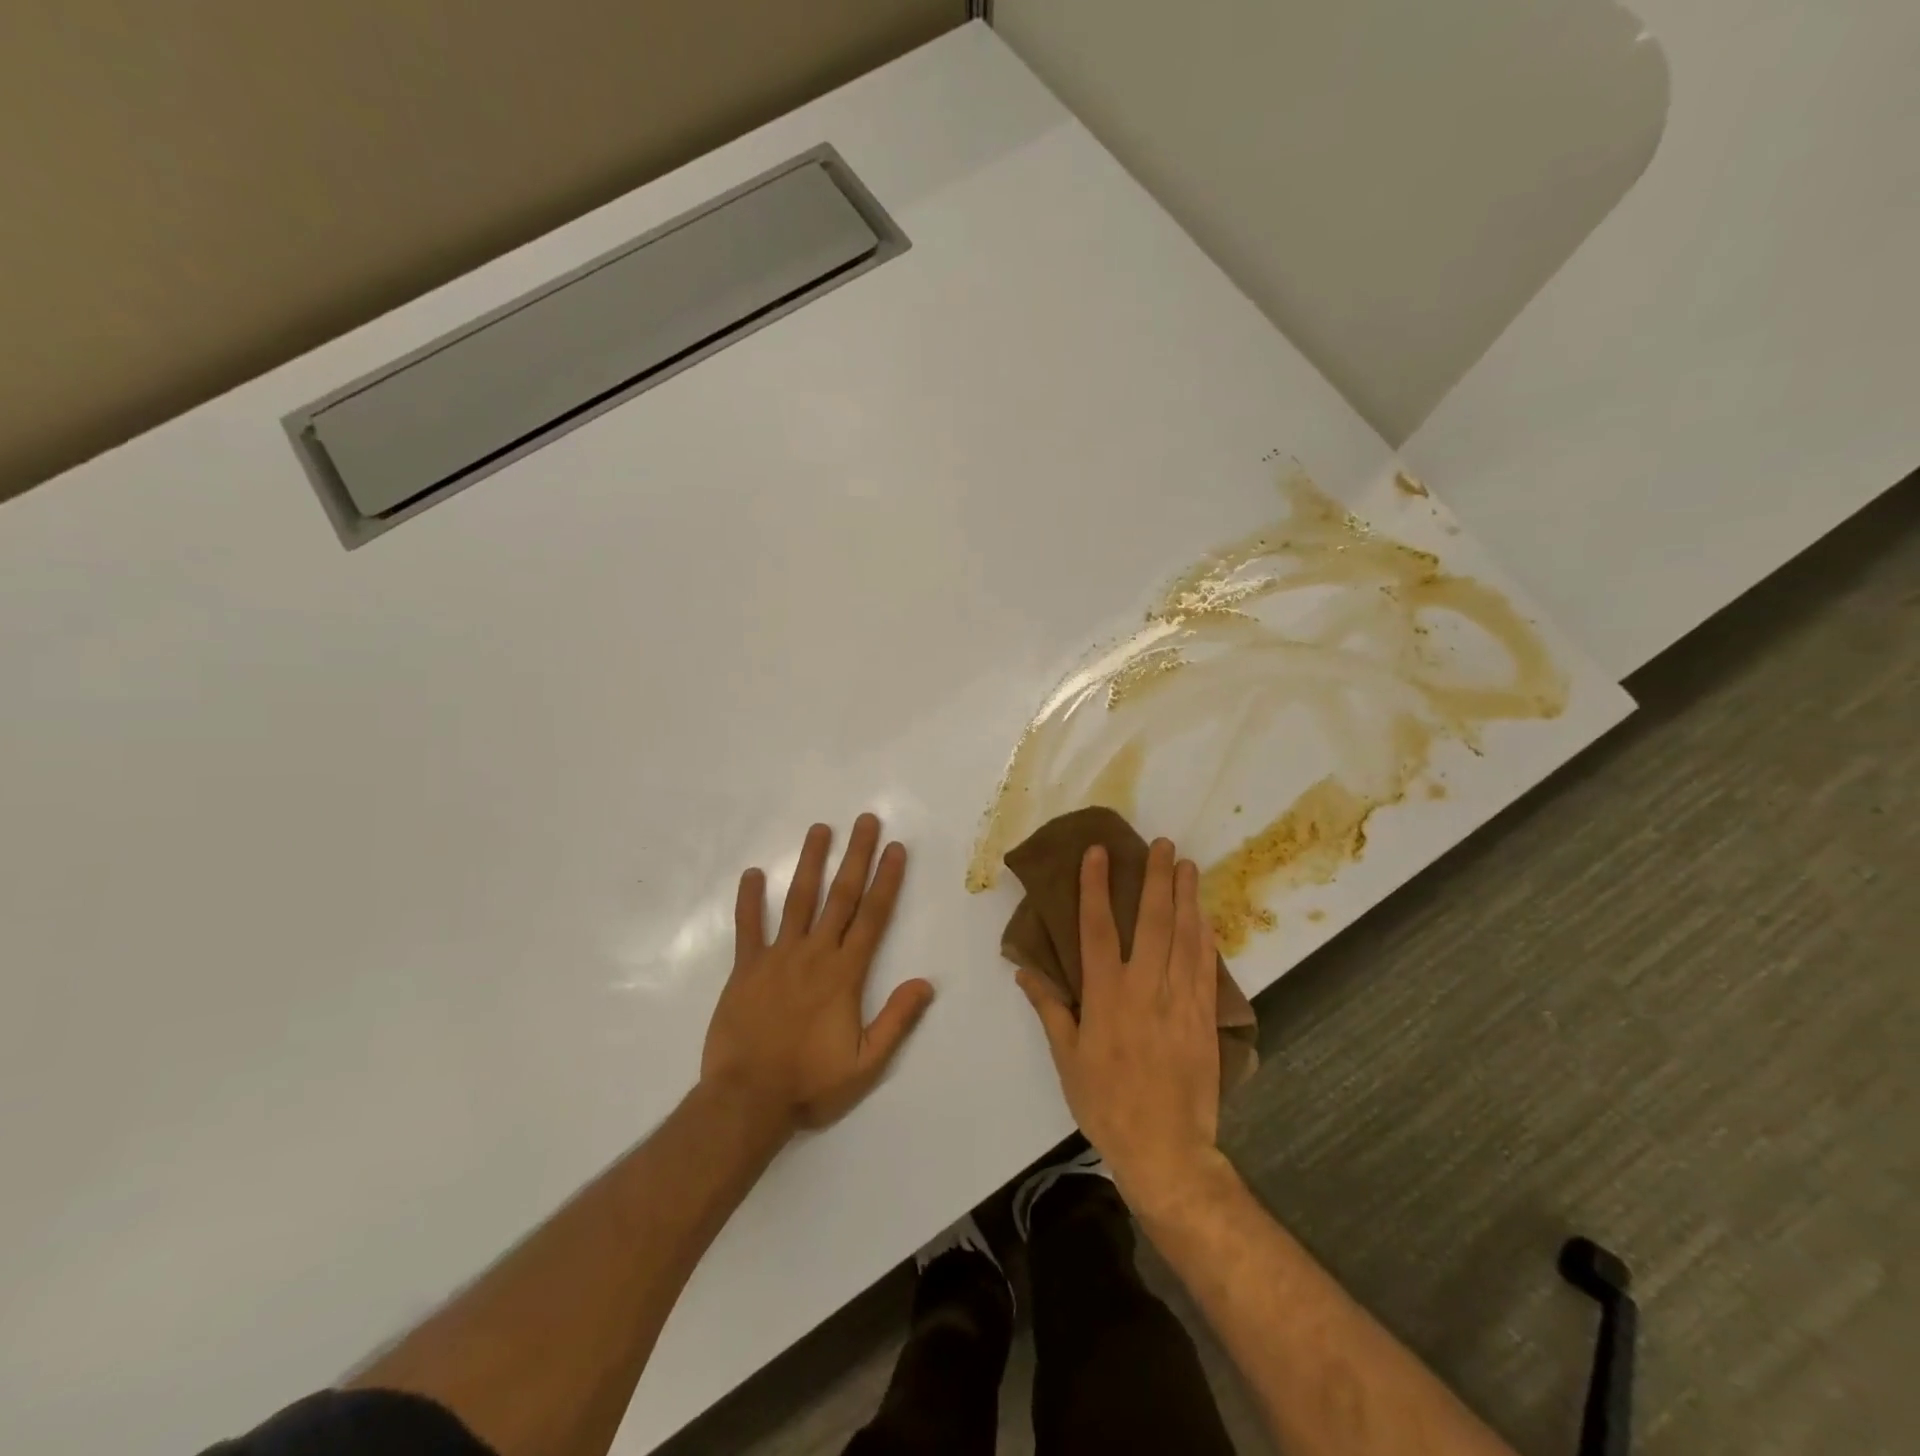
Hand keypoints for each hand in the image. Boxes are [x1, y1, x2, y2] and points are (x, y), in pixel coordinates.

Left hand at [702, 814, 934, 1131]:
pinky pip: (747, 927)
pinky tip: (752, 873)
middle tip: (865, 820)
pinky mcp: (745, 968)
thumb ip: (896, 1020)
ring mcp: (777, 957)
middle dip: (855, 856)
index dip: (886, 880)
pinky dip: (749, 900)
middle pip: (840, 896)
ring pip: (797, 899)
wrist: (746, 1101)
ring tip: (820, 829)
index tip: (895, 848)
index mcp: (845, 973)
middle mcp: (815, 954)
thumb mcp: (865, 1063)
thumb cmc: (810, 1083)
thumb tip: (926, 982)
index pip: (873, 916)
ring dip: (810, 862)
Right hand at [1017, 838, 1223, 1210]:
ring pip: (1185, 936)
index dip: (1096, 887)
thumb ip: (1050, 1008)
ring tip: (1186, 864)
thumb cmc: (1106, 1103)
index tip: (1099, 853)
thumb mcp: (1067, 1058)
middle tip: (1160, 844)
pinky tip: (1204, 914)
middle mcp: (1145, 988)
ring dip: (1186, 896)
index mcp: (1106, 996)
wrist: (1166, 1149)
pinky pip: (1205, 965)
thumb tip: (1026, 971)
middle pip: (1153, 921)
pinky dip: (1205, 934)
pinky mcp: (1204, 1016)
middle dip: (1155, 878)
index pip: (1099, 928)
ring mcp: (1180, 1000)